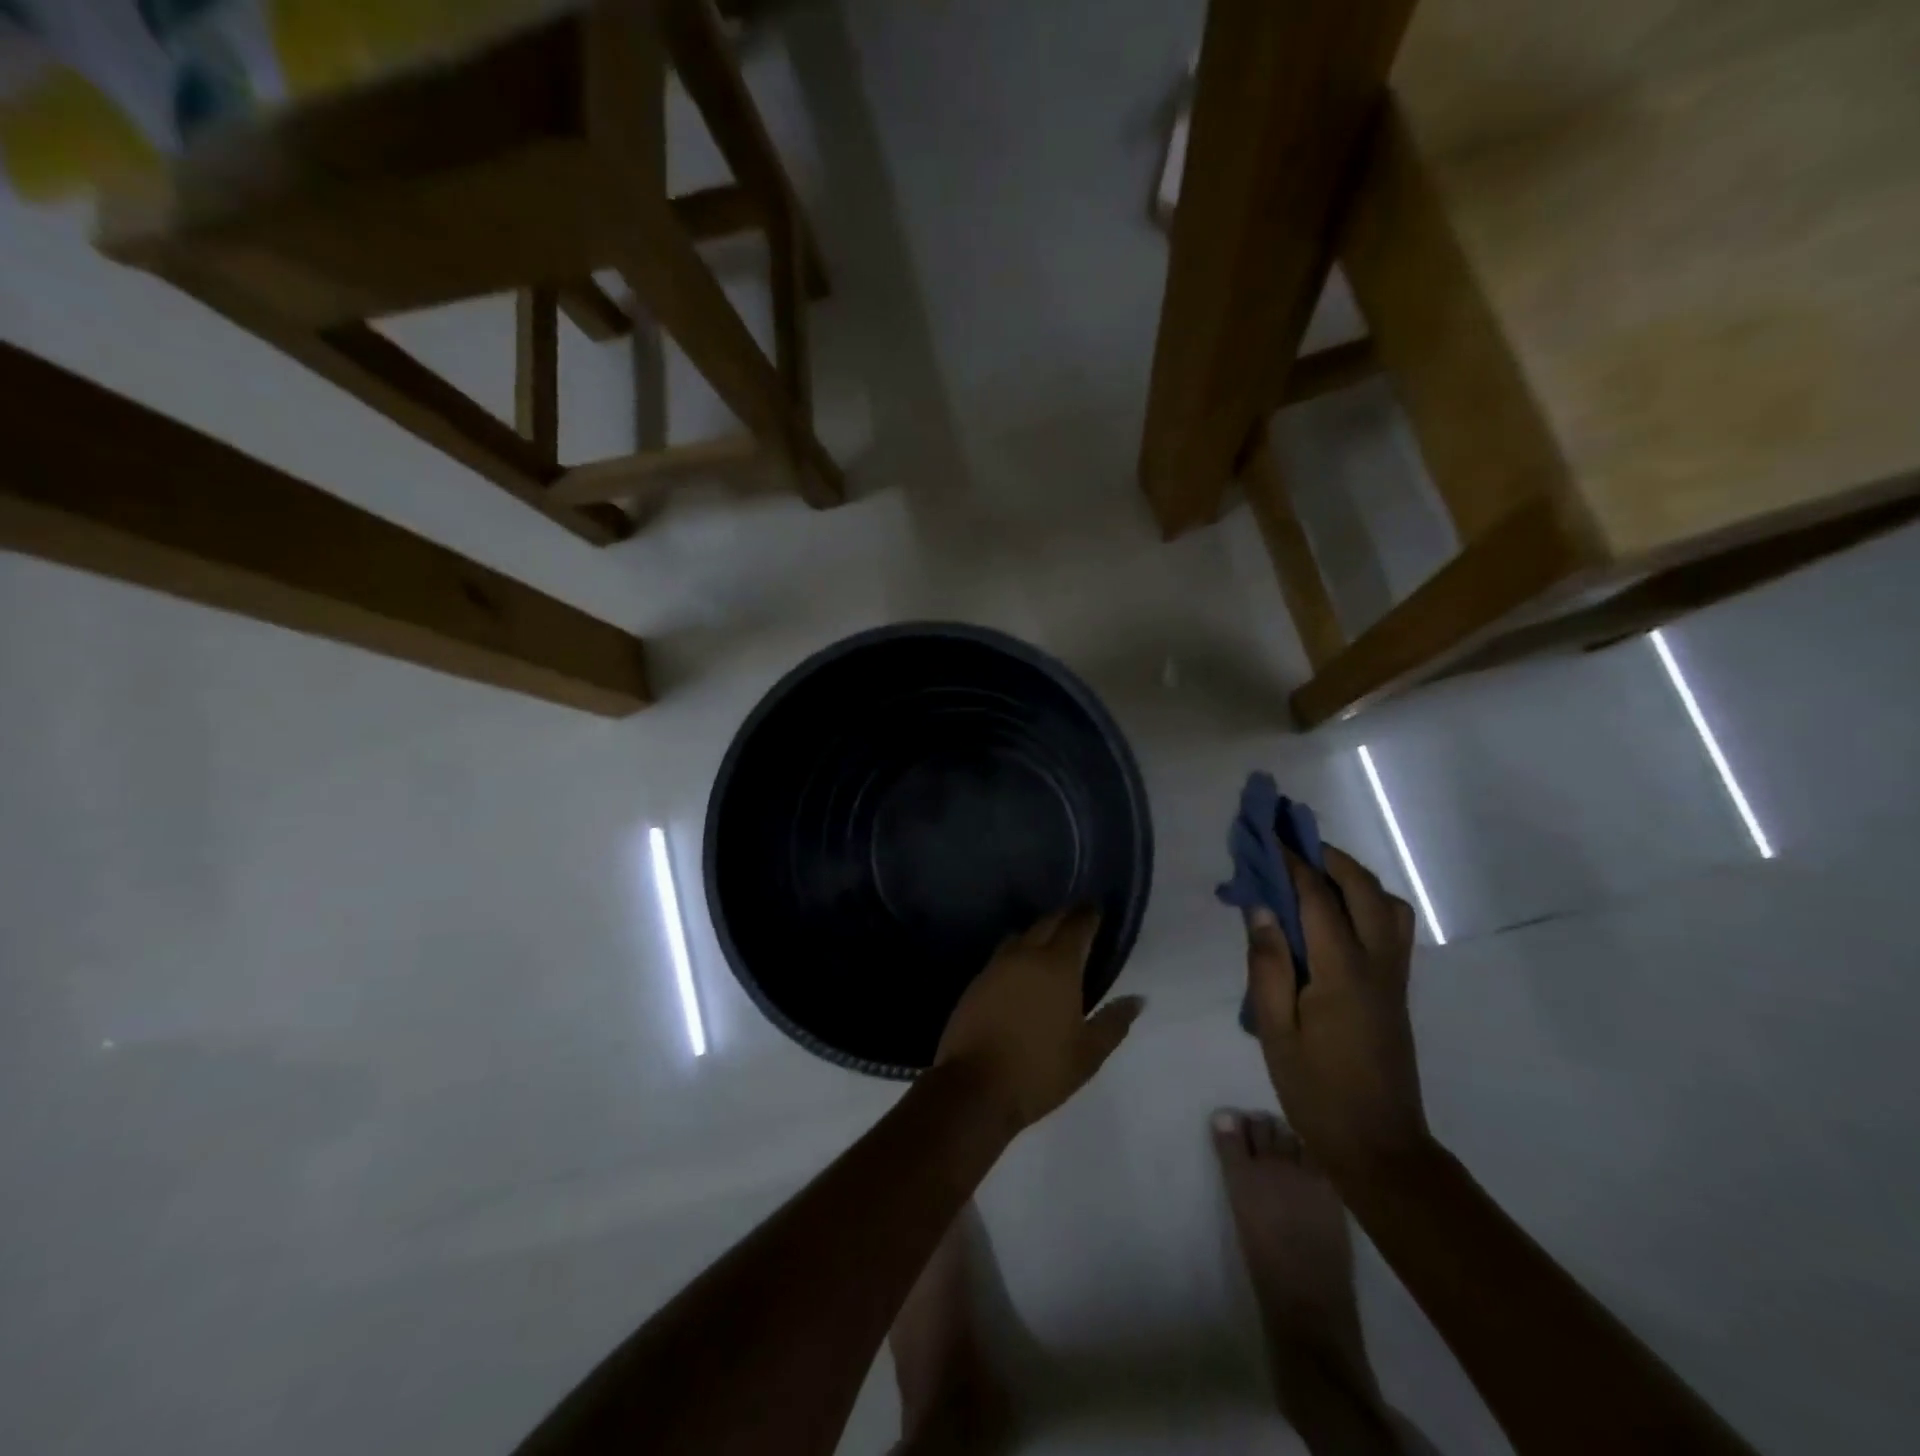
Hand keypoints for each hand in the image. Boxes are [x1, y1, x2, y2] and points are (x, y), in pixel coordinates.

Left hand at [936, 909, 1143, 1134]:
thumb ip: (1114, 1022)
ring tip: (1051, 941)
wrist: (975, 1087)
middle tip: (1078, 918)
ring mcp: (997, 965)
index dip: (1088, 915)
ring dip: (1039, 932)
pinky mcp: (977, 981)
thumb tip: (1138, 999)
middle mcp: (1026, 955)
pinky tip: (1023, 968)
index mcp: (1058, 966)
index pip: (1076, 926)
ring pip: (1022, 935)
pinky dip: (1019, 952)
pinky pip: (1003, 954)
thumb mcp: (1088, 1053)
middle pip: (1047, 922)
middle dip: (1064, 917)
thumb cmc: (1040, 1070)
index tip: (1097, 908)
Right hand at [1246, 845, 1429, 1181]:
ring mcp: (1393, 977)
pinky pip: (1390, 927)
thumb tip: (1260, 908)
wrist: (1379, 1146)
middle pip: (1363, 889)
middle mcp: (1377, 964)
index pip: (1317, 897)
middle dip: (1327, 856)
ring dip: (1353, 877)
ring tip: (1313, 872)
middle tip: (1290, 841)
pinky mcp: (1396, 990)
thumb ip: (1268, 965)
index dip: (1291, 860)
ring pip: (1387, 905)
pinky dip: (1365, 901)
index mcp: (1343, 972)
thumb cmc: (1316, 1090)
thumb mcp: (1276, 1030)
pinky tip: (1333, 913)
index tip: (1267, 833)